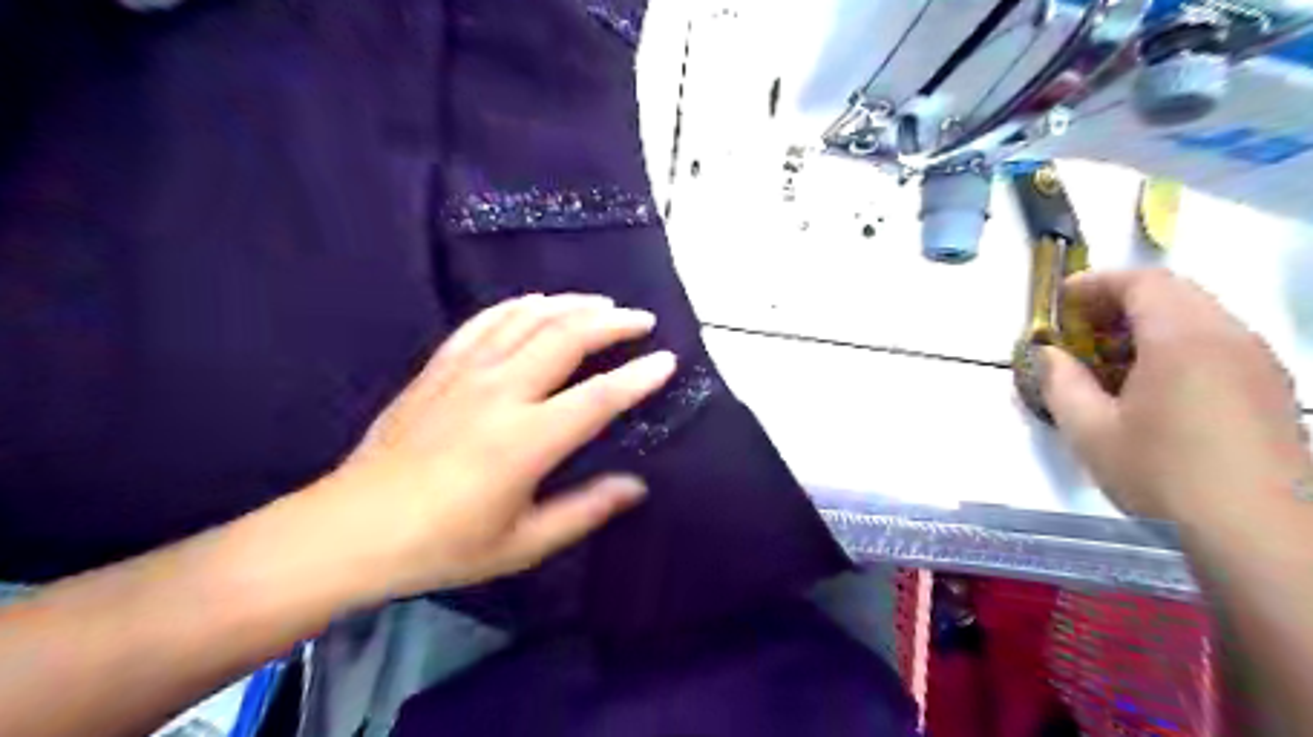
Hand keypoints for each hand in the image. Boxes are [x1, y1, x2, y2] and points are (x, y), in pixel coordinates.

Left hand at [310, 291, 669, 598]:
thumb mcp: (523, 543)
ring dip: (571, 304)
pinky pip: (485, 321)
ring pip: (529, 319)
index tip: (667, 360)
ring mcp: (466, 373)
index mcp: (526, 440)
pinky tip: (537, 302)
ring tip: (601, 303)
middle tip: (640, 320)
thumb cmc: (444, 544)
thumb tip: (636, 486)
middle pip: (567, 338)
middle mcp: (501, 393)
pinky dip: (518, 305)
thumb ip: (585, 510)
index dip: (638, 377)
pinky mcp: (439, 367)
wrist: (353, 528)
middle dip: (612, 323)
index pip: (599, 397)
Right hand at [1044, 269, 1306, 520]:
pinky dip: (1178, 343)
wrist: (1259, 532)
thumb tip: (1048, 354)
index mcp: (1182, 338)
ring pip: (1199, 315)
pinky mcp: (1271, 388)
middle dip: (1119, 301)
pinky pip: (1218, 342)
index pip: (1141, 281)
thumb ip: (1061, 382)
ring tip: (1112, 358)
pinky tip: (1154, 384)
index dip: (1095, 283)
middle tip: (1081, 329)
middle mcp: (1228, 335)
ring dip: (1149, 323)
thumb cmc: (1162, 474)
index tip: (1060, 302)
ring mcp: (1258, 361)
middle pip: (1173, 292)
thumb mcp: (1090, 430)